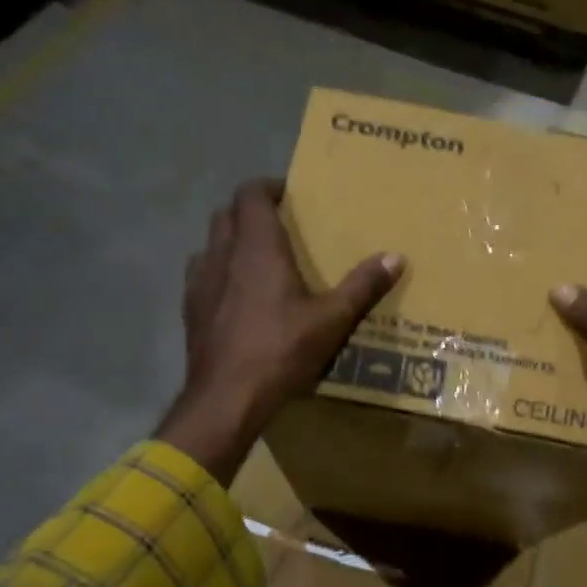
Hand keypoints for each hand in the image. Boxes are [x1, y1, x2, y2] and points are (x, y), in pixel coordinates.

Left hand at [160, 179, 402, 481]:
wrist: (225, 399)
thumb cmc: (280, 351)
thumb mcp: (331, 320)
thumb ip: (362, 286)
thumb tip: (396, 257)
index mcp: (256, 249)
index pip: (250, 195)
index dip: (267, 187)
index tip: (289, 194)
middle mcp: (222, 255)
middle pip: (226, 214)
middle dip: (250, 212)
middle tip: (280, 225)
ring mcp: (199, 283)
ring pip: (210, 243)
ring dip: (231, 241)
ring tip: (258, 259)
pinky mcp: (190, 310)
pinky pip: (202, 274)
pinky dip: (219, 271)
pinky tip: (238, 297)